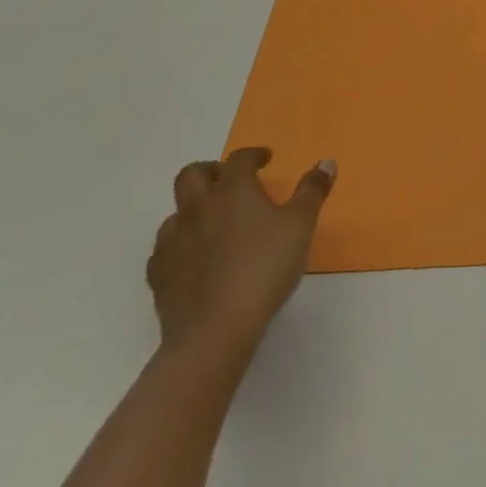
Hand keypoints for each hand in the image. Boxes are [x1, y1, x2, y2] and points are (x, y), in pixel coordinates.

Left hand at [146, 146, 335, 363]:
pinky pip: (164, 251)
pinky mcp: (159, 276)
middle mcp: (198, 208)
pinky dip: (179, 247)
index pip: (239, 159)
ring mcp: (173, 242)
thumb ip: (312, 191)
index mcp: (233, 191)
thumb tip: (326, 162)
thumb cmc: (264, 269)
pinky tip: (192, 260)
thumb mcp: (301, 226)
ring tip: (212, 224)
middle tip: (228, 182)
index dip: (253, 155)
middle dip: (209, 171)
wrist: (214, 332)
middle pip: (191, 175)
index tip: (264, 159)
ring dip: (192, 211)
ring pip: (175, 213)